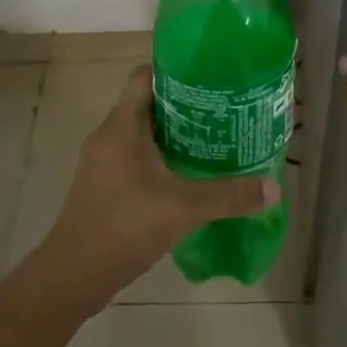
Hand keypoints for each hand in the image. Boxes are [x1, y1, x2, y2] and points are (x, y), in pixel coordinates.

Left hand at [33, 64, 278, 309]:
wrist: (72, 276)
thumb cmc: (123, 226)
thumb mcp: (183, 208)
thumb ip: (229, 195)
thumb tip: (274, 188)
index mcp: (122, 126)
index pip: (144, 77)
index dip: (174, 70)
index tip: (208, 76)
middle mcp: (108, 136)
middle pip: (147, 104)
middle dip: (183, 104)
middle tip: (221, 109)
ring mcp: (103, 163)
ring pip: (141, 133)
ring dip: (173, 134)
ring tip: (211, 138)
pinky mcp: (103, 186)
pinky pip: (135, 157)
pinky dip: (160, 158)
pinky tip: (187, 174)